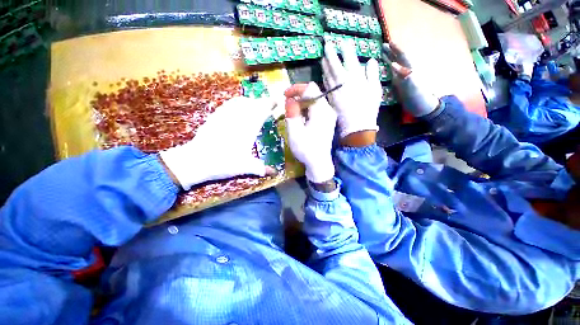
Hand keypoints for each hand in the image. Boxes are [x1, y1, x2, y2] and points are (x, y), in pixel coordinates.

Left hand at [160, 96, 274, 189]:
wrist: (195, 161)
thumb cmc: (223, 163)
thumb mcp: (245, 167)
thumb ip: (261, 169)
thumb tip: (275, 173)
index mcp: (247, 129)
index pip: (260, 112)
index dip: (269, 105)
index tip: (276, 102)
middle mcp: (236, 119)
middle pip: (251, 104)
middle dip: (261, 102)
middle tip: (268, 104)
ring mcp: (224, 117)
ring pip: (239, 103)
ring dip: (249, 101)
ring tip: (255, 103)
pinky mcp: (214, 118)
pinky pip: (228, 105)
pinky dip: (236, 102)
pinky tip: (236, 105)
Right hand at [285, 82, 336, 182]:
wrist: (319, 164)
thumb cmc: (306, 149)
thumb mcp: (295, 131)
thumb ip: (291, 112)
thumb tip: (289, 99)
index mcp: (321, 111)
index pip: (310, 89)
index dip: (296, 89)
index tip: (284, 95)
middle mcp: (328, 110)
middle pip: (313, 94)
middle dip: (298, 97)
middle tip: (287, 107)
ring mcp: (329, 116)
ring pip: (314, 102)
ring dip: (301, 105)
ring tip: (292, 115)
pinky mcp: (327, 121)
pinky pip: (316, 110)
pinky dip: (306, 111)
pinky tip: (300, 120)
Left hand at [321, 40, 381, 138]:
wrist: (356, 126)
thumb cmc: (368, 108)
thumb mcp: (375, 89)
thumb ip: (372, 74)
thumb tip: (370, 60)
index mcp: (355, 76)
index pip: (349, 57)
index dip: (345, 48)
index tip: (343, 42)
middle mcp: (342, 80)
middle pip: (334, 63)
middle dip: (330, 52)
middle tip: (326, 44)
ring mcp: (334, 89)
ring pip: (327, 73)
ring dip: (325, 64)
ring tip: (323, 57)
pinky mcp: (330, 97)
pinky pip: (325, 84)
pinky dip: (324, 77)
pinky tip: (323, 73)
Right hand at [382, 43, 439, 116]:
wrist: (423, 107)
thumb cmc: (418, 97)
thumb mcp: (412, 87)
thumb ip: (404, 75)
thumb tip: (394, 64)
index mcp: (409, 70)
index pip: (402, 56)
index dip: (396, 49)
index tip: (388, 43)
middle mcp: (406, 72)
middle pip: (399, 59)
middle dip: (391, 52)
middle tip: (383, 45)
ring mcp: (403, 78)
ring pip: (396, 65)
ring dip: (390, 59)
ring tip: (383, 54)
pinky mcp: (401, 85)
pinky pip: (394, 74)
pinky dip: (389, 69)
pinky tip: (386, 70)